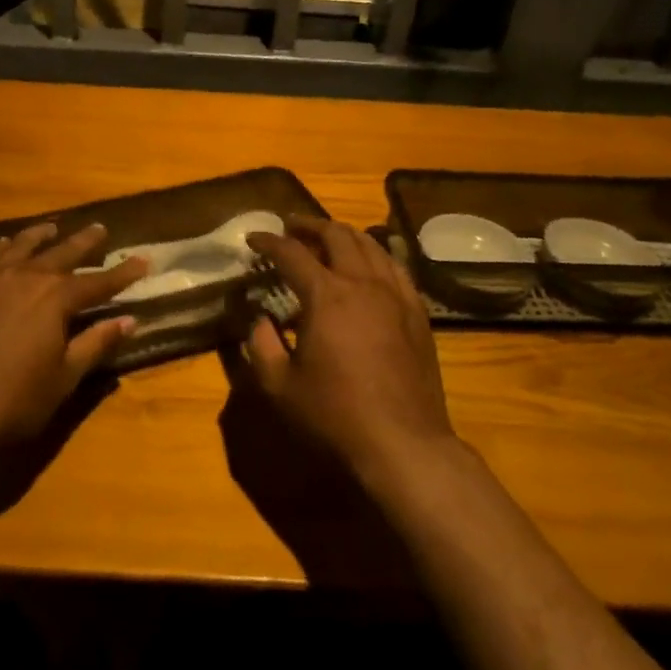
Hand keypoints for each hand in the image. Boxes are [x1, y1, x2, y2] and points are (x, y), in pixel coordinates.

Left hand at [0, 223, 148, 452]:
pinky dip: (1, 248)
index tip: (142, 260)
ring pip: (21, 246)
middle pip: (62, 253)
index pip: (98, 282)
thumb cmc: (12, 400)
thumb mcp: (64, 377)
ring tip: (52, 227)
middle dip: (85, 242)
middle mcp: (26, 277)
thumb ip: (95, 344)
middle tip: (100, 230)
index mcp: (56, 299)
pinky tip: (3, 245)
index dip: (123, 273)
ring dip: (41, 236)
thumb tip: (129, 320)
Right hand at [243, 215, 454, 478]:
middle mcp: (363, 283)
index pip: (291, 253)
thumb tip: (259, 320)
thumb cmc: (335, 415)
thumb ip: (261, 345)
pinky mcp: (417, 313)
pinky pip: (396, 268)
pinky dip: (375, 255)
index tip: (253, 239)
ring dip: (343, 234)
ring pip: (370, 245)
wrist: (403, 443)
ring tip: (327, 238)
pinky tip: (369, 265)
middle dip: (309, 225)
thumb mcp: (280, 385)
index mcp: (326, 295)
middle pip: (336, 235)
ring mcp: (395, 296)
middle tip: (290, 227)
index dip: (269, 241)